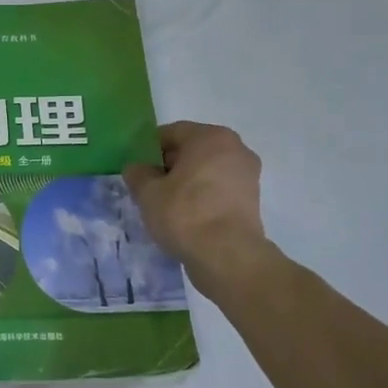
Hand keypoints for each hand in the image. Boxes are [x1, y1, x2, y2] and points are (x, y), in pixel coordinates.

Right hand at [124, 121, 270, 277]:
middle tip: (148, 186)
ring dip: (186, 182)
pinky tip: (185, 216)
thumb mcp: (148, 192)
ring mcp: (247, 175)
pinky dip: (202, 196)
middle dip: (169, 165)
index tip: (136, 168)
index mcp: (211, 137)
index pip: (172, 132)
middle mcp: (235, 149)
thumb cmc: (185, 213)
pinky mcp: (251, 200)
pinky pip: (218, 189)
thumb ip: (138, 174)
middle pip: (192, 150)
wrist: (227, 255)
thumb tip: (137, 168)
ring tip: (165, 204)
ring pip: (206, 171)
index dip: (149, 148)